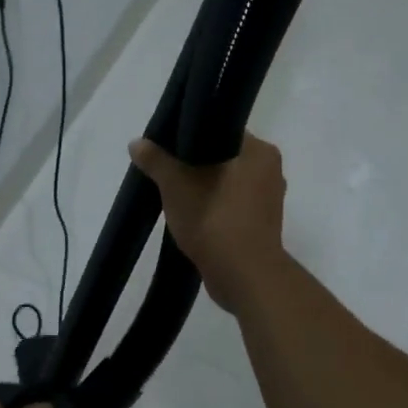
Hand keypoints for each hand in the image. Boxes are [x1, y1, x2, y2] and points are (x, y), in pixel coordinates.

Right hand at [129, 133, 288, 312]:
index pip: (225, 130)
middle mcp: (271, 172)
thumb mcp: (177, 185)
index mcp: (260, 152)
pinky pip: (233, 205)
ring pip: (229, 183)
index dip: (195, 134)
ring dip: (205, 187)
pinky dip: (214, 207)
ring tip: (175, 191)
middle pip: (225, 157)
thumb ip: (157, 161)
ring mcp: (269, 201)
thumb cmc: (215, 220)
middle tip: (167, 167)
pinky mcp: (262, 226)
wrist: (244, 277)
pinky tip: (191, 214)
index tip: (170, 143)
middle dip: (197, 163)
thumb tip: (136, 143)